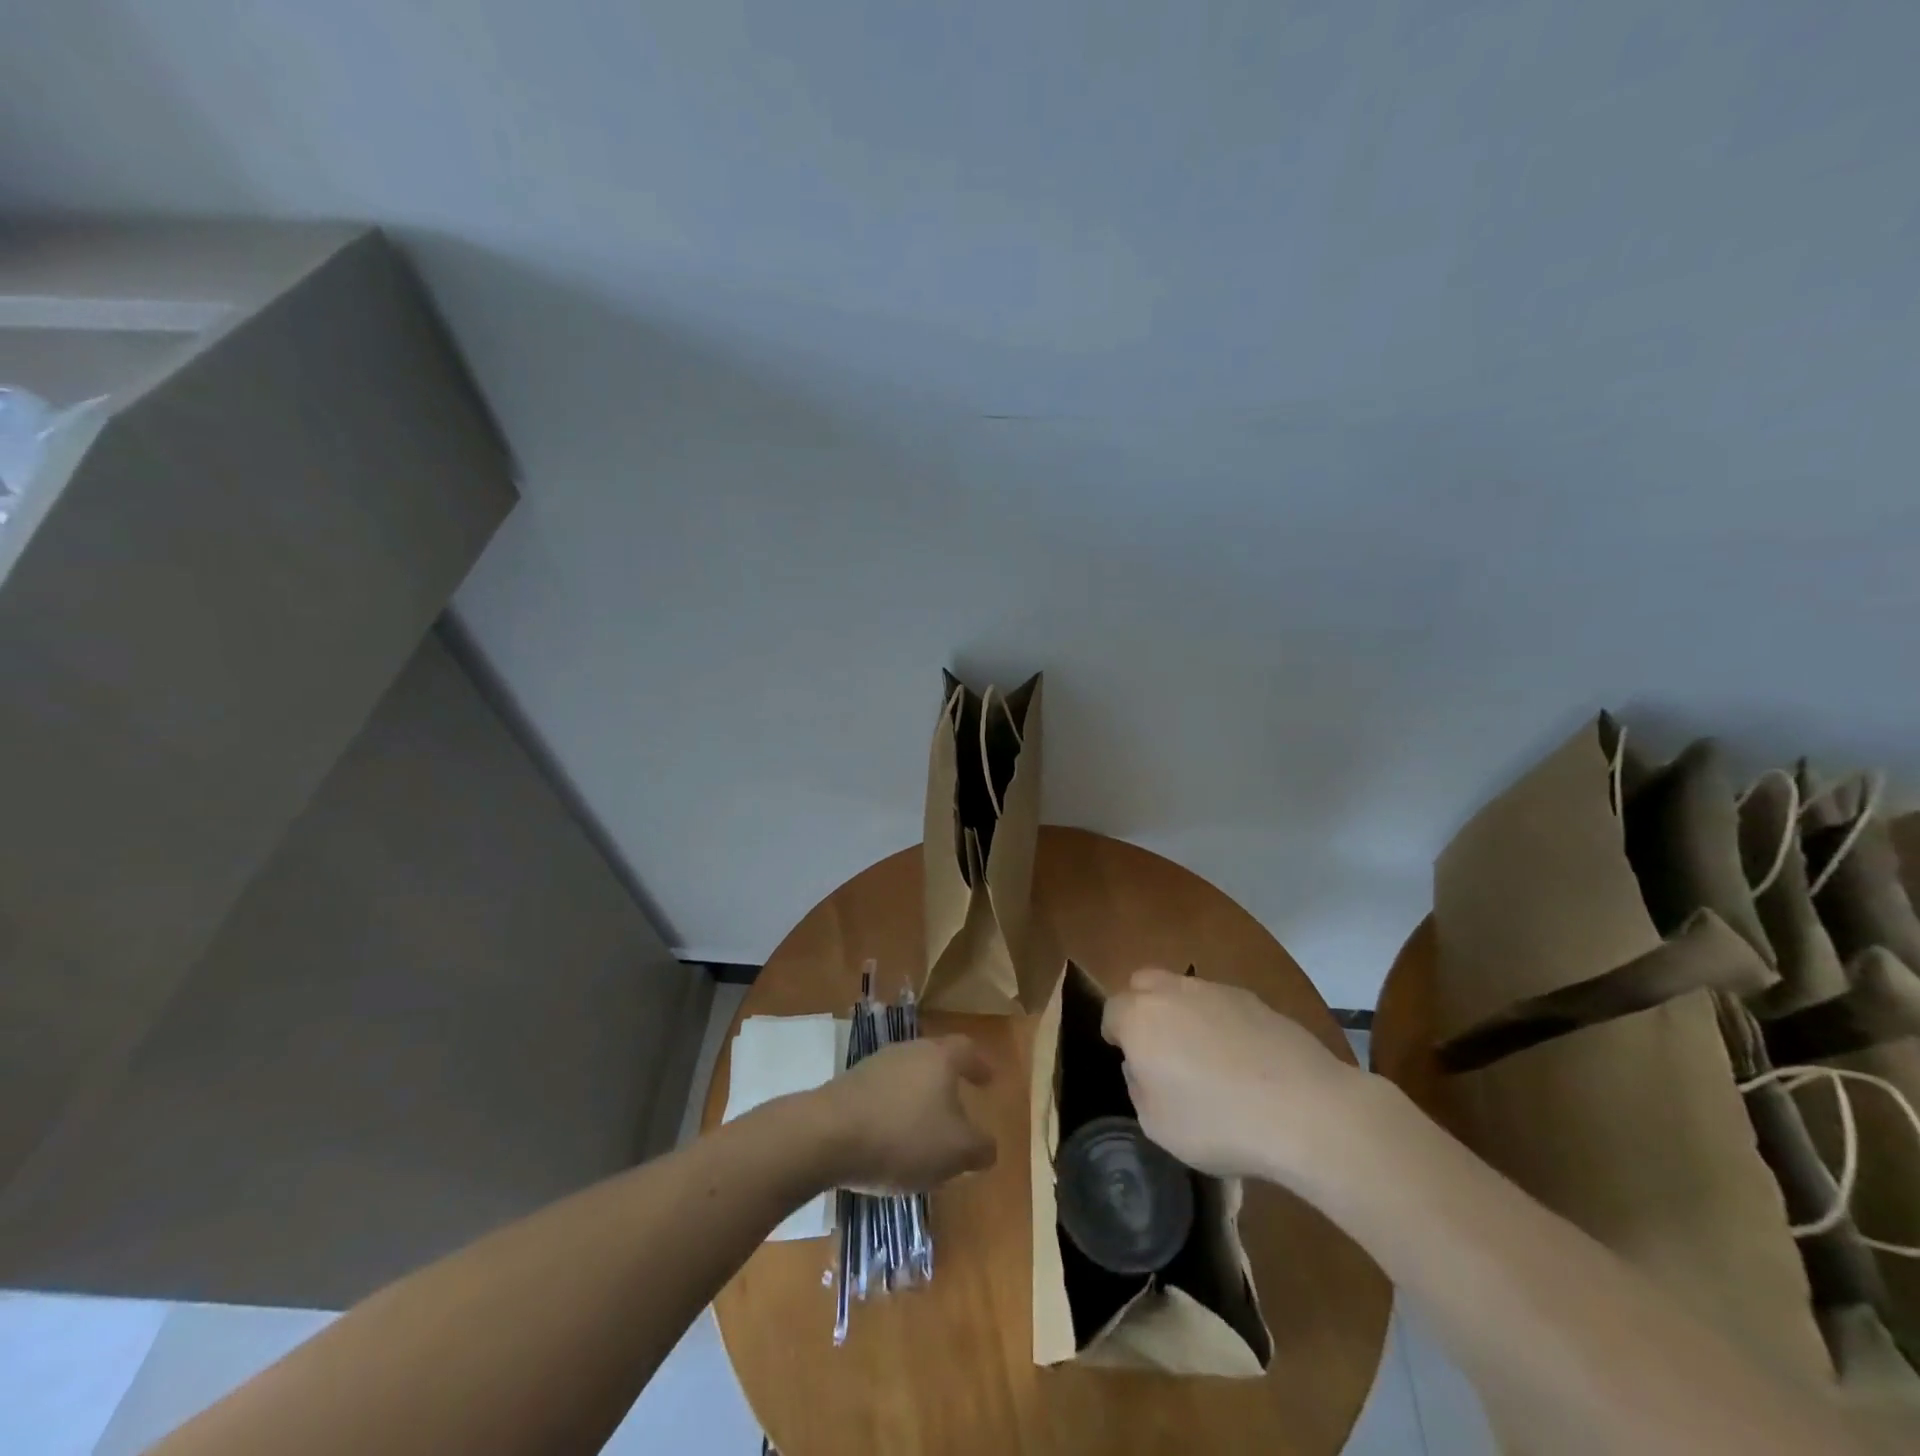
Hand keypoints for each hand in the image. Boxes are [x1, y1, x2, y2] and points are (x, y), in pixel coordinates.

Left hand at [812, 1036, 996, 1191]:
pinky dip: (893, 1113)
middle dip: (948, 1084)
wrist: (828, 1135)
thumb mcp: (956, 1152)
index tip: (989, 1079)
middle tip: (959, 1107)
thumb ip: (980, 1148)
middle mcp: (908, 1050)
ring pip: (907, 1078)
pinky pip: (883, 1095)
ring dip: (919, 1100)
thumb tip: (987, 1147)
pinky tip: (892, 1141)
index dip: (979, 1064)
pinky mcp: (849, 1085)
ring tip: (925, 1132)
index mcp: (939, 1057)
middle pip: (935, 1060)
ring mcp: (875, 1065)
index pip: (966, 1050)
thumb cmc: (903, 1136)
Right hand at [1101, 968, 1360, 1181]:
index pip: (1112, 1010)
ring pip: (1184, 990)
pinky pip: (1222, 1004)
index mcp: (1140, 1018)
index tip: (1124, 1056)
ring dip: (1182, 1013)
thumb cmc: (1218, 1122)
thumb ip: (1139, 1087)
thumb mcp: (1158, 1125)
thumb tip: (1142, 1067)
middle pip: (1144, 983)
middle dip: (1142, 1007)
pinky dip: (1221, 1023)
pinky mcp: (1256, 1000)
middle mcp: (1173, 992)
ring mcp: (1217, 991)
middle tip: (1157, 1046)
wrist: (1305, 1109)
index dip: (1115, 1033)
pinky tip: (1241, 1060)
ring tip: (1203, 1056)